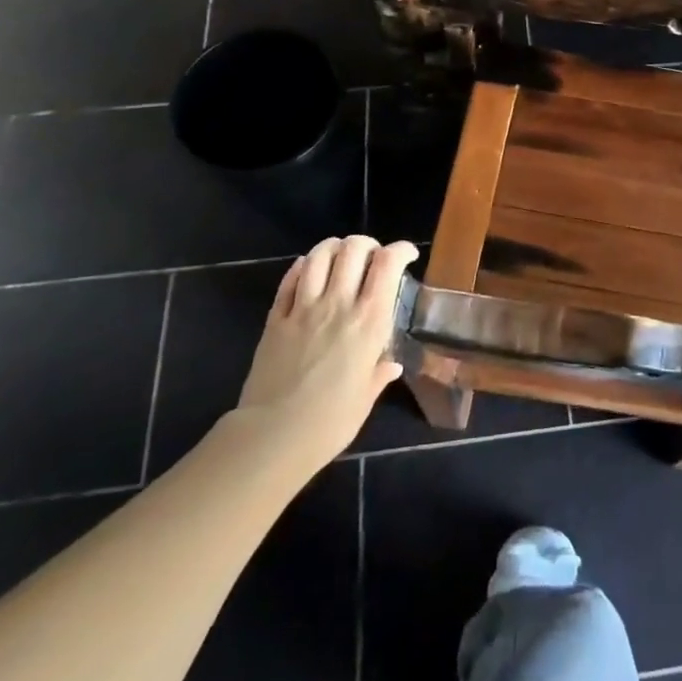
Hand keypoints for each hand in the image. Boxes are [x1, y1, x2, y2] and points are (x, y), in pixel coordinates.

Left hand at [233, 237, 418, 476]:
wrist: (274, 436)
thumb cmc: (330, 422)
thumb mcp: (365, 398)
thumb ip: (379, 374)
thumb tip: (390, 366)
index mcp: (370, 321)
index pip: (388, 264)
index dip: (400, 250)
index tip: (407, 255)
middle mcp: (339, 303)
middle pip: (354, 249)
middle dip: (367, 244)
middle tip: (372, 257)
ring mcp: (304, 308)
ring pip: (319, 256)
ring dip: (334, 247)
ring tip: (340, 255)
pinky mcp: (276, 319)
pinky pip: (290, 280)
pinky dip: (302, 267)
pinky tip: (308, 269)